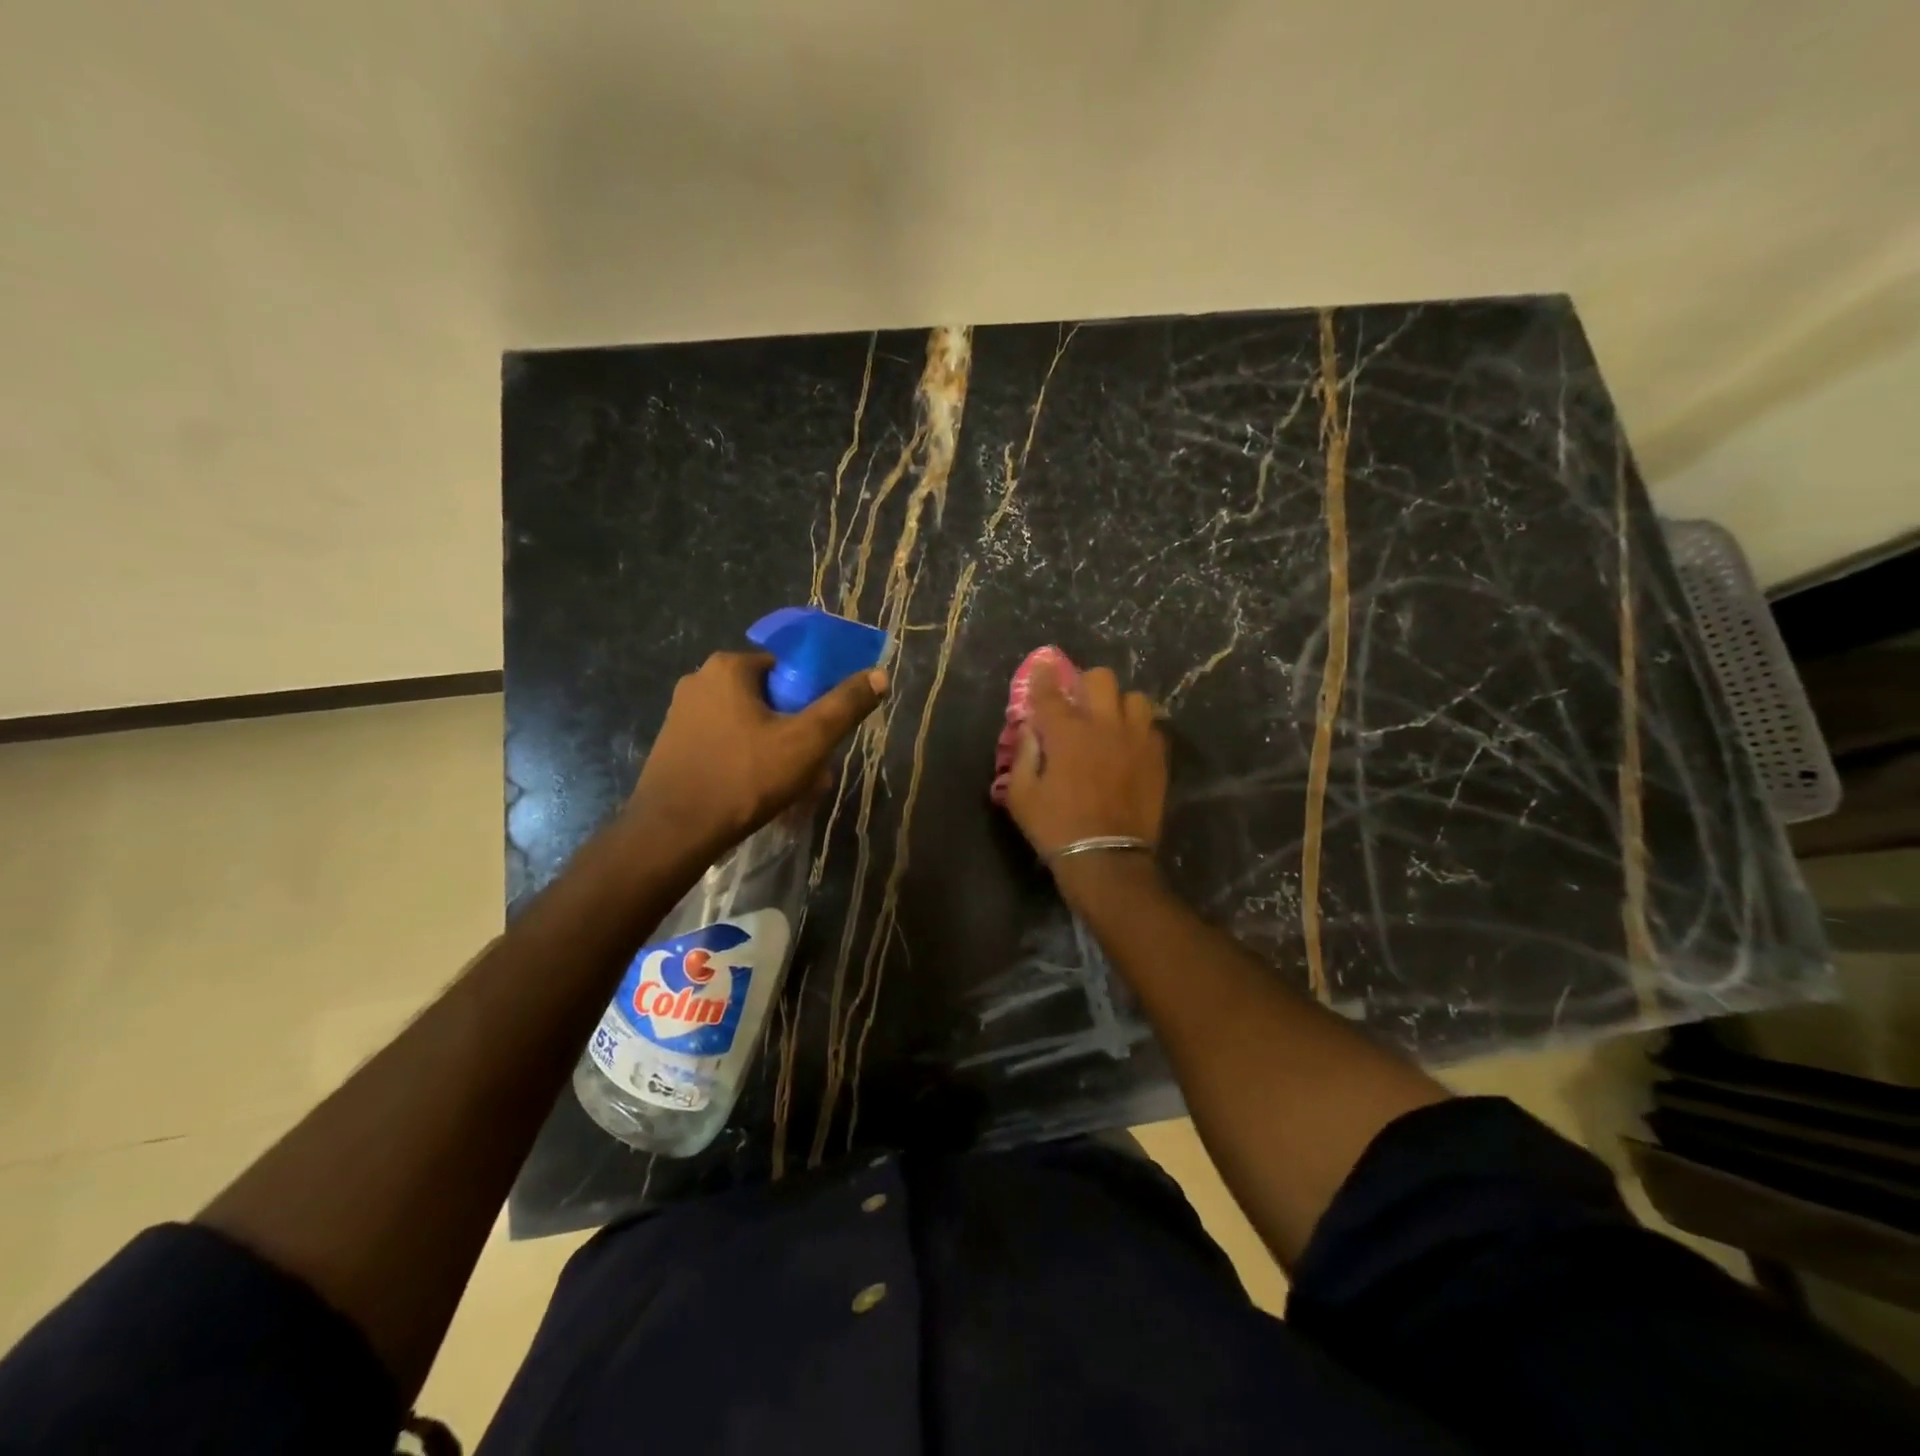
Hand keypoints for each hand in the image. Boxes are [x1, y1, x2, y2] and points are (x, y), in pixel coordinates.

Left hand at [623, 651, 886, 861]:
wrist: (673, 833)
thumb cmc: (743, 778)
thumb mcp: (807, 741)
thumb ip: (845, 705)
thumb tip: (880, 674)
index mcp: (728, 667)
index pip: (788, 670)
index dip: (812, 701)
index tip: (821, 736)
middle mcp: (699, 681)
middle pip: (769, 699)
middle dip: (795, 733)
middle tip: (812, 770)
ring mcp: (681, 714)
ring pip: (747, 725)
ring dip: (774, 752)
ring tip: (791, 790)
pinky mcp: (673, 745)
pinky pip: (724, 744)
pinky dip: (746, 762)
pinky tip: (758, 795)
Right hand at [1005, 661, 1167, 888]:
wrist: (1107, 858)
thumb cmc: (1056, 827)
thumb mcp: (1021, 795)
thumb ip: (1024, 754)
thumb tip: (1030, 729)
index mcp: (1066, 733)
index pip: (1051, 692)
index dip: (1043, 675)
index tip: (1042, 666)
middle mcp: (1103, 726)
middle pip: (1100, 679)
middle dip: (1085, 684)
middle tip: (1079, 700)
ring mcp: (1136, 740)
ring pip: (1134, 698)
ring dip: (1118, 704)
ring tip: (1110, 721)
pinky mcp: (1157, 758)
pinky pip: (1152, 727)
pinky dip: (1138, 729)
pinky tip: (1129, 745)